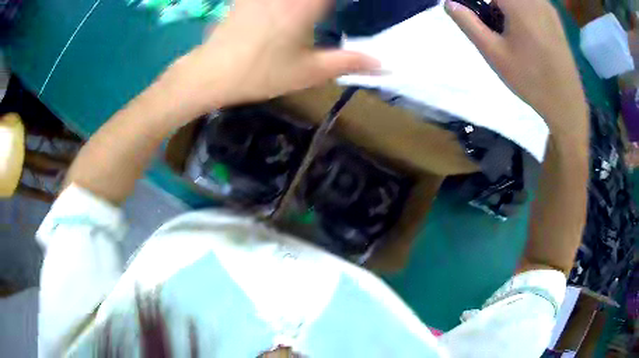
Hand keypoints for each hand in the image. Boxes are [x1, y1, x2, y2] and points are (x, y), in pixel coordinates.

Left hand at [172, 0, 378, 111]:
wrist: (211, 73)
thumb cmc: (261, 74)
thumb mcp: (309, 73)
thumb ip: (348, 63)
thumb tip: (384, 64)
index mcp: (306, 5)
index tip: (352, 6)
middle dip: (326, 3)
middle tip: (328, 12)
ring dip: (311, 3)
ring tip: (317, 12)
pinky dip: (287, 1)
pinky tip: (289, 8)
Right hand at [445, 0, 587, 132]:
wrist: (566, 102)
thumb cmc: (530, 79)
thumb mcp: (494, 53)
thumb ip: (469, 23)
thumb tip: (449, 4)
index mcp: (518, 3)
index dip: (478, 3)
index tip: (473, 13)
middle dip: (492, 5)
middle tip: (489, 22)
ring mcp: (546, 6)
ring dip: (505, 6)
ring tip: (505, 27)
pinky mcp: (554, 16)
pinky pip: (530, 2)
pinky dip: (520, 8)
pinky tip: (523, 29)